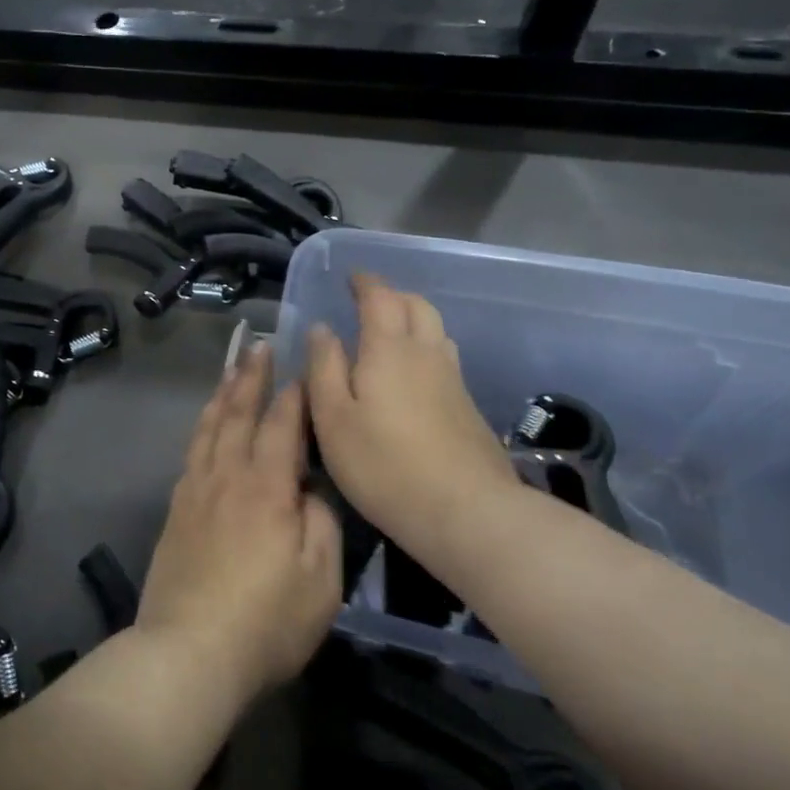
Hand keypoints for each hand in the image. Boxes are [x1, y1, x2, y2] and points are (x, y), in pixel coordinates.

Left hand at [137, 343, 341, 706]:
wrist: (187, 651)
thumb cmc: (265, 621)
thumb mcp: (320, 580)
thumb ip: (321, 524)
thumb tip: (311, 490)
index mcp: (266, 488)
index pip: (282, 426)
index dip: (294, 395)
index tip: (303, 369)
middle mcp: (226, 477)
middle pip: (237, 414)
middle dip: (250, 378)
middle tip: (257, 346)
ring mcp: (195, 492)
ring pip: (208, 429)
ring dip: (221, 396)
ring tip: (230, 372)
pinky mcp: (175, 512)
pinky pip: (191, 454)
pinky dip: (202, 430)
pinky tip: (206, 429)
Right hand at [306, 272, 517, 550]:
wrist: (466, 512)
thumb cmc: (383, 464)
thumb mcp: (333, 418)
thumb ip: (324, 368)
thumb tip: (322, 329)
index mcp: (389, 349)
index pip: (380, 297)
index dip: (365, 282)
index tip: (351, 277)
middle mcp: (426, 354)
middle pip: (416, 306)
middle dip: (392, 295)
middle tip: (368, 301)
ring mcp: (453, 380)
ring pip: (436, 330)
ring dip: (412, 318)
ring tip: (389, 332)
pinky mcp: (467, 407)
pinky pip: (444, 357)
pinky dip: (424, 348)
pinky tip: (411, 375)